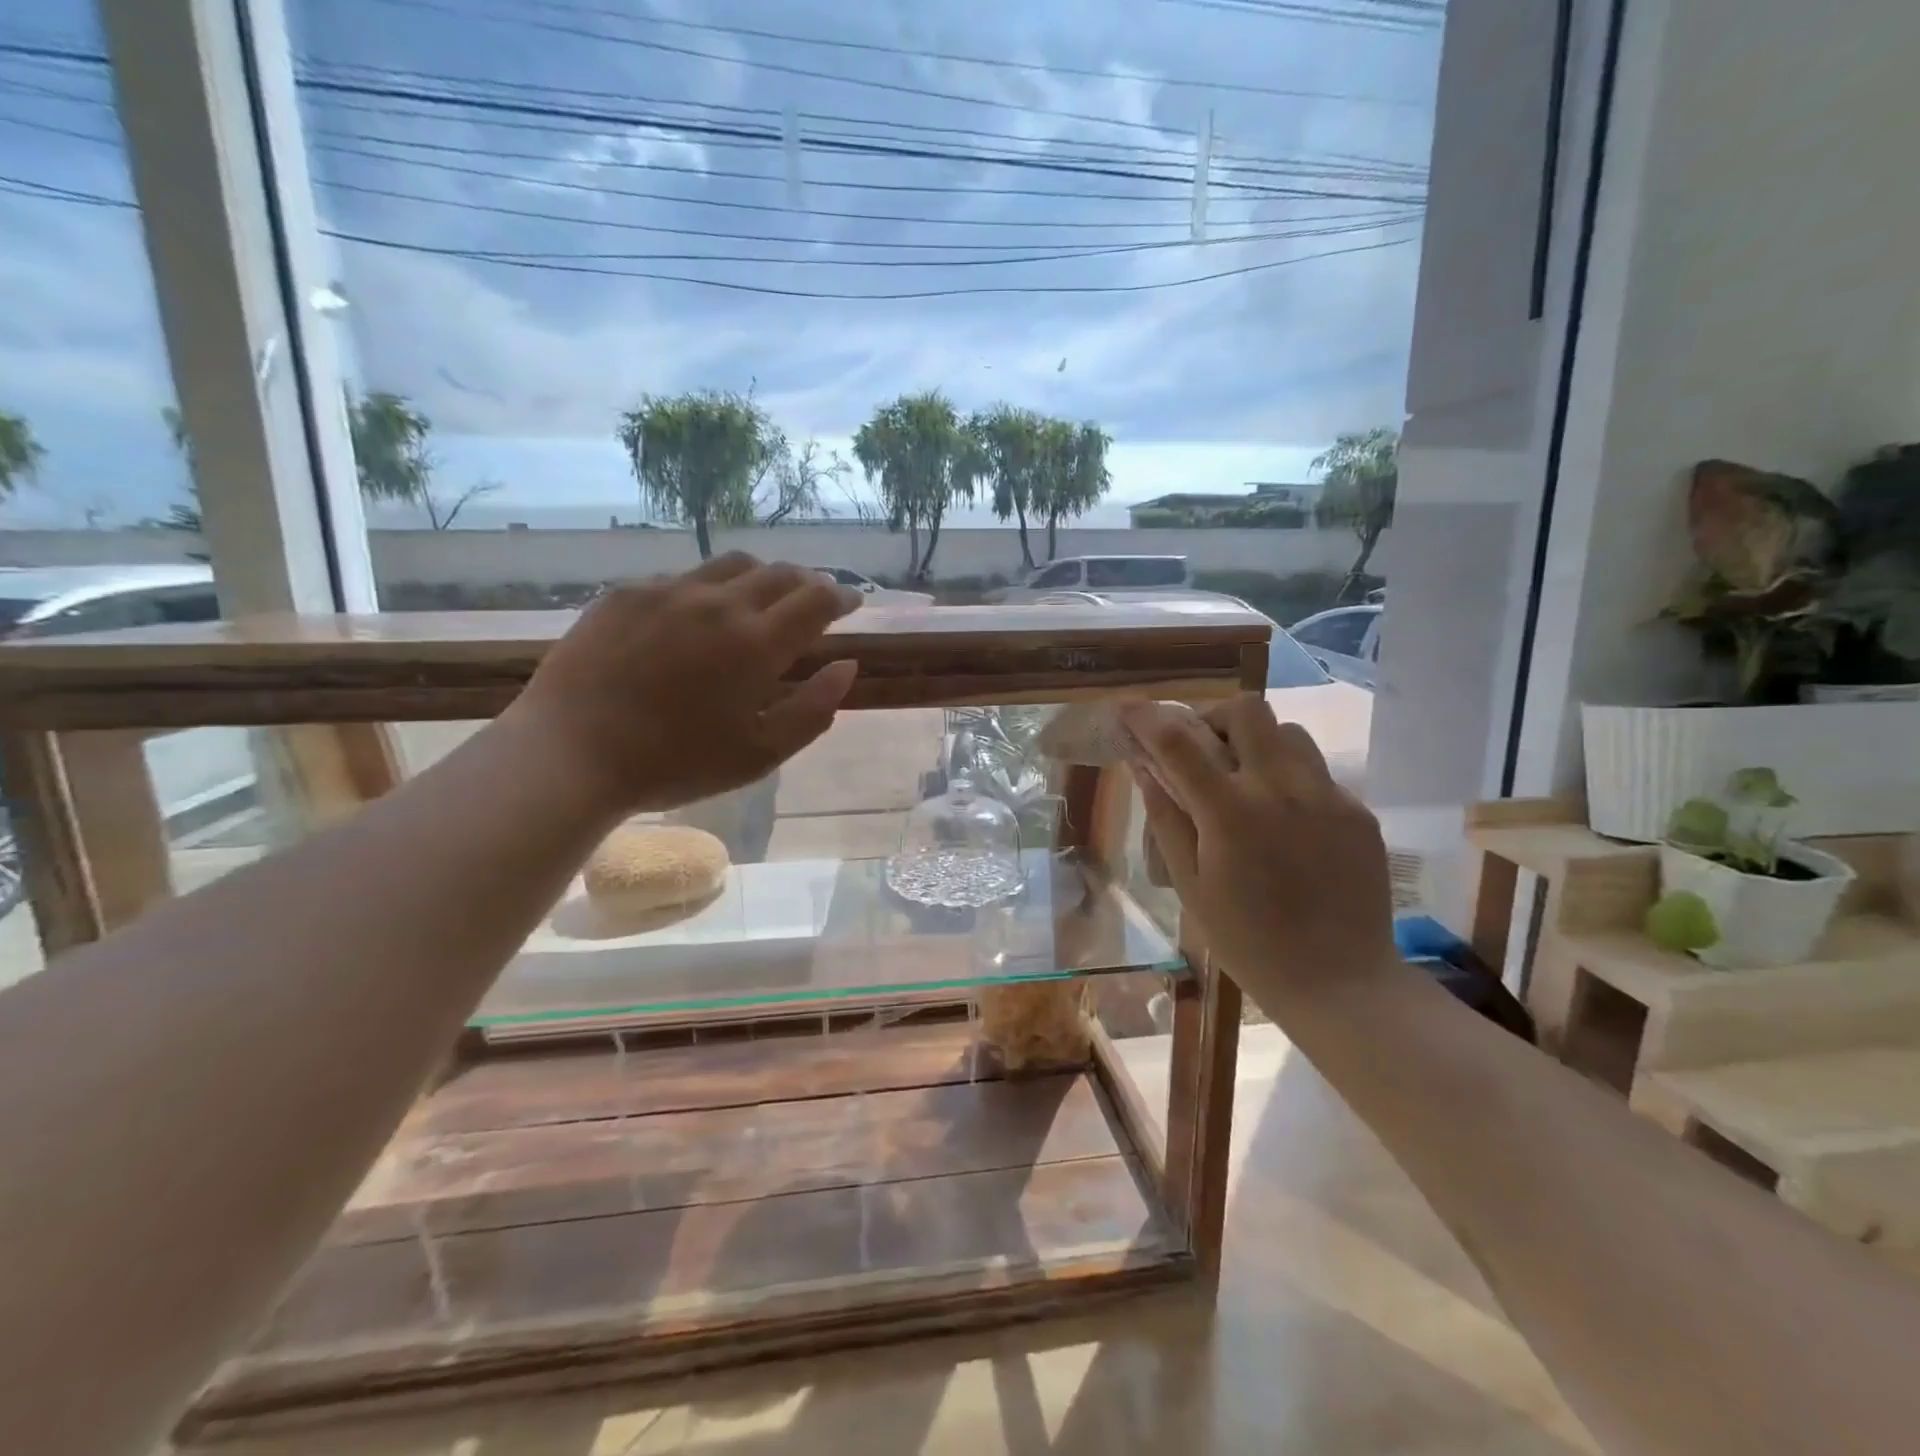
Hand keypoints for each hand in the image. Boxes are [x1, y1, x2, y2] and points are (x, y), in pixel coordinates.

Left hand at [508, 554, 861, 812]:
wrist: (571, 752)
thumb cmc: (677, 763)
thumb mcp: (761, 753)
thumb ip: (814, 708)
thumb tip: (847, 667)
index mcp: (758, 643)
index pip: (817, 600)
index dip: (842, 598)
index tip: (852, 604)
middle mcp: (719, 603)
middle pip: (779, 573)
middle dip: (808, 583)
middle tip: (815, 600)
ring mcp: (668, 591)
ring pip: (732, 565)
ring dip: (761, 577)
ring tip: (763, 598)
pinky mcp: (626, 593)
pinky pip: (683, 577)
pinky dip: (710, 588)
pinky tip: (700, 614)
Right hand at [1118, 695, 1397, 1009]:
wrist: (1340, 983)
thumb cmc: (1248, 942)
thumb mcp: (1191, 884)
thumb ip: (1166, 817)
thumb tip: (1143, 766)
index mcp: (1230, 813)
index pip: (1178, 741)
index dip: (1146, 717)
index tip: (1127, 709)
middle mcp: (1282, 789)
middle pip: (1246, 710)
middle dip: (1213, 718)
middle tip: (1200, 751)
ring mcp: (1328, 797)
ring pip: (1288, 732)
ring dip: (1256, 743)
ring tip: (1245, 782)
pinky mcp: (1359, 812)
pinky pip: (1317, 771)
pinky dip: (1288, 778)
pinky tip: (1284, 821)